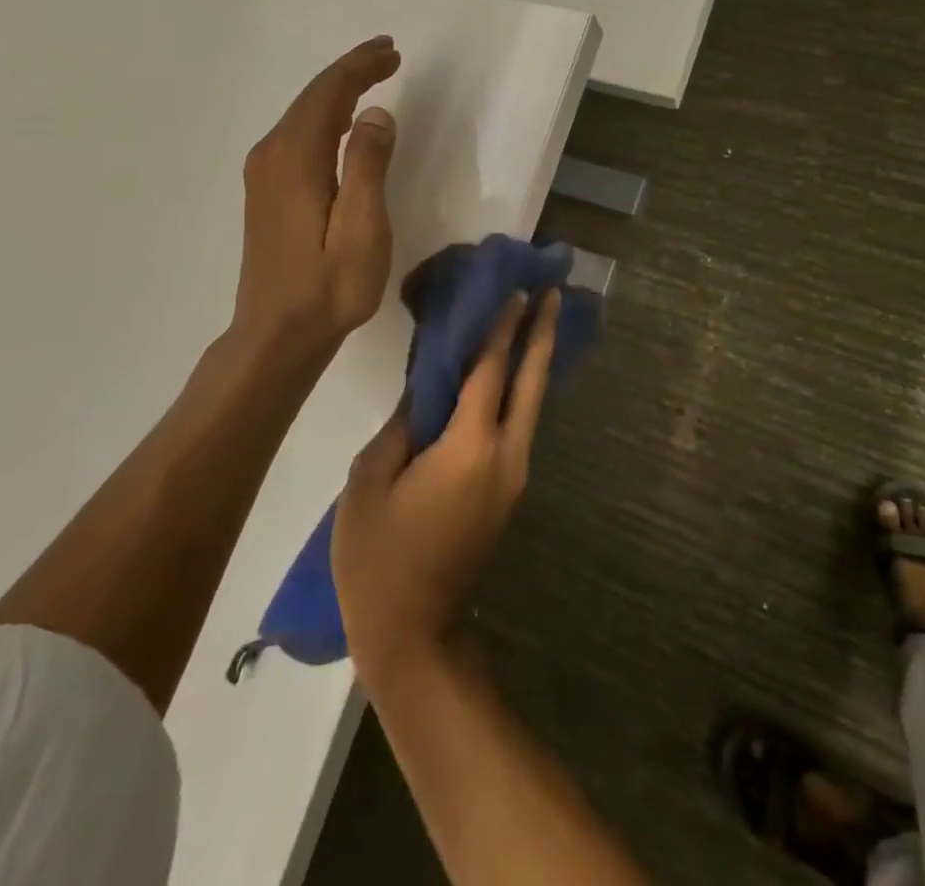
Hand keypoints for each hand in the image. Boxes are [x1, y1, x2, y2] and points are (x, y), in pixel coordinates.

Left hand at [232, 36, 401, 354]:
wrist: (276, 334)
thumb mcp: (362, 230)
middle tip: (387, 54)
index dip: (360, 67)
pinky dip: (325, 117)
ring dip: (338, 92)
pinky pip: (298, 135)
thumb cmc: (328, 287)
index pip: (329, 93)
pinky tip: (343, 123)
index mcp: (296, 158)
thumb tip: (376, 115)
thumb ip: (368, 167)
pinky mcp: (266, 191)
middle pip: (313, 97)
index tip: (391, 52)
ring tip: (372, 77)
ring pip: (303, 115)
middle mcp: (272, 155)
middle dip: (350, 72)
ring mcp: (264, 173)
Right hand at [334, 290, 561, 689]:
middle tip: (553, 293)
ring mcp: (514, 476)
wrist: (414, 634)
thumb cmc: (379, 557)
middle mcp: (506, 455)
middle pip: (531, 382)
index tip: (517, 289)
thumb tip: (428, 387)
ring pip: (532, 404)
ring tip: (539, 321)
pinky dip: (521, 391)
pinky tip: (513, 374)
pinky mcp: (508, 491)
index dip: (503, 327)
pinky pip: (520, 426)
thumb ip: (403, 424)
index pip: (491, 371)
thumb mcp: (370, 481)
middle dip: (543, 334)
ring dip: (536, 360)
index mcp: (470, 448)